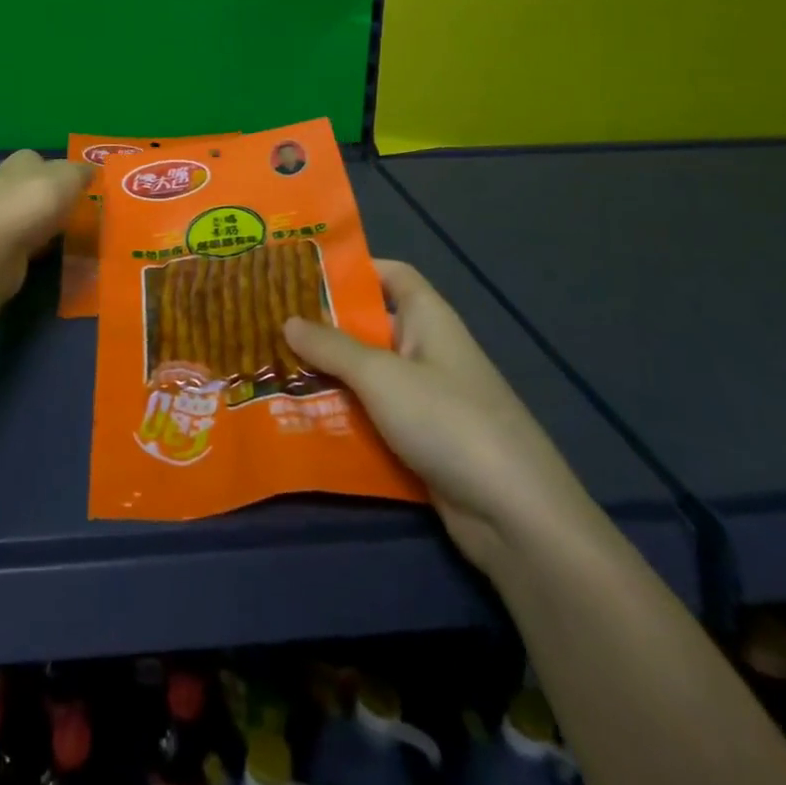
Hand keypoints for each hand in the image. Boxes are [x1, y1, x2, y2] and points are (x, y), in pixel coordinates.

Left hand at [0, 150, 91, 301]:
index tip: (80, 186)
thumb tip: (89, 171)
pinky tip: (57, 257)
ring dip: (48, 227)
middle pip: (35, 190)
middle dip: (55, 201)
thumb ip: (81, 173)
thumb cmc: (33, 201)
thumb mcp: (68, 177)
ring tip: (75, 238)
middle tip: (82, 213)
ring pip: (31, 219)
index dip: (59, 171)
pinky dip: (41, 251)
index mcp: (21, 162)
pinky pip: (28, 246)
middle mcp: (6, 186)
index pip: (39, 160)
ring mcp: (0, 219)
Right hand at [283, 260, 597, 574]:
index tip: (304, 273)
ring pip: (367, 377)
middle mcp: (427, 351)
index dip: (354, 269)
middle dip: (324, 328)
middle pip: (370, 328)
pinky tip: (301, 420)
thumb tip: (288, 320)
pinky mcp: (422, 442)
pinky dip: (343, 417)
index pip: (392, 275)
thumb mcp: (381, 376)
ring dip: (327, 377)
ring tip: (272, 372)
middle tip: (270, 326)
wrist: (515, 515)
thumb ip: (331, 347)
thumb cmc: (447, 420)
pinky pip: (374, 418)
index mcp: (428, 319)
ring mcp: (426, 400)